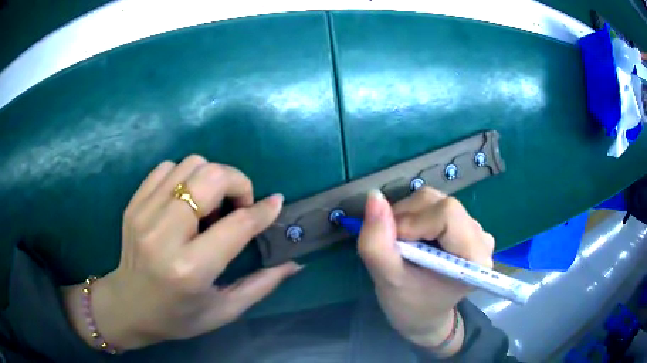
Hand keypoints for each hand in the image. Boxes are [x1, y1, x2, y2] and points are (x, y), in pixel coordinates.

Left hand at [63, 155, 301, 350]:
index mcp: (190, 270)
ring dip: (211, 178)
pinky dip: (184, 176)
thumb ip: (262, 284)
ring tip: (211, 205)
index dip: (262, 210)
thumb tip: (295, 263)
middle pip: (210, 178)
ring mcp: (144, 214)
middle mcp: (164, 236)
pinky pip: (167, 167)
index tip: (275, 204)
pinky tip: (185, 201)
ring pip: (190, 164)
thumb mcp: (225, 310)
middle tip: (239, 205)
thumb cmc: (179, 317)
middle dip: (237, 182)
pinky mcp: (134, 204)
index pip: (236, 224)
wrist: (128, 306)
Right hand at [358, 188, 493, 356]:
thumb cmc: (410, 306)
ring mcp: (474, 229)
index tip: (394, 245)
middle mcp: (481, 238)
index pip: (447, 214)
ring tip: (402, 245)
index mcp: (475, 257)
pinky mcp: (464, 226)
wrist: (424, 315)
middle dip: (407, 218)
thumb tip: (373, 196)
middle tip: (393, 245)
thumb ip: (377, 242)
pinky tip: (413, 239)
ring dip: (408, 216)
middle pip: (440, 203)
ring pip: (435, 200)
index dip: (413, 222)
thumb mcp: (387, 280)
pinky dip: (415, 216)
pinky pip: (435, 206)